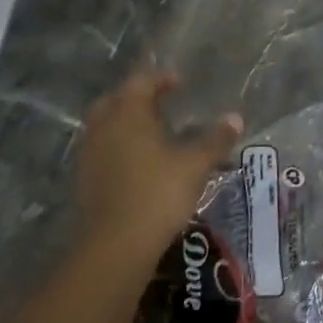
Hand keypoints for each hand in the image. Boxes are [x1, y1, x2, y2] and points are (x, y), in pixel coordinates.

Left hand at [77, 71, 241, 271]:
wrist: (117, 244)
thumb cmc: (159, 193)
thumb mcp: (196, 164)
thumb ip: (216, 139)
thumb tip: (236, 118)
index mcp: (128, 114)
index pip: (141, 83)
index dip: (160, 79)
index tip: (179, 83)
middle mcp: (104, 128)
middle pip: (115, 100)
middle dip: (136, 97)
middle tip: (160, 103)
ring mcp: (90, 155)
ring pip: (104, 126)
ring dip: (125, 122)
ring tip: (152, 133)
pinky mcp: (86, 180)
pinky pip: (102, 150)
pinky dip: (118, 146)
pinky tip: (138, 162)